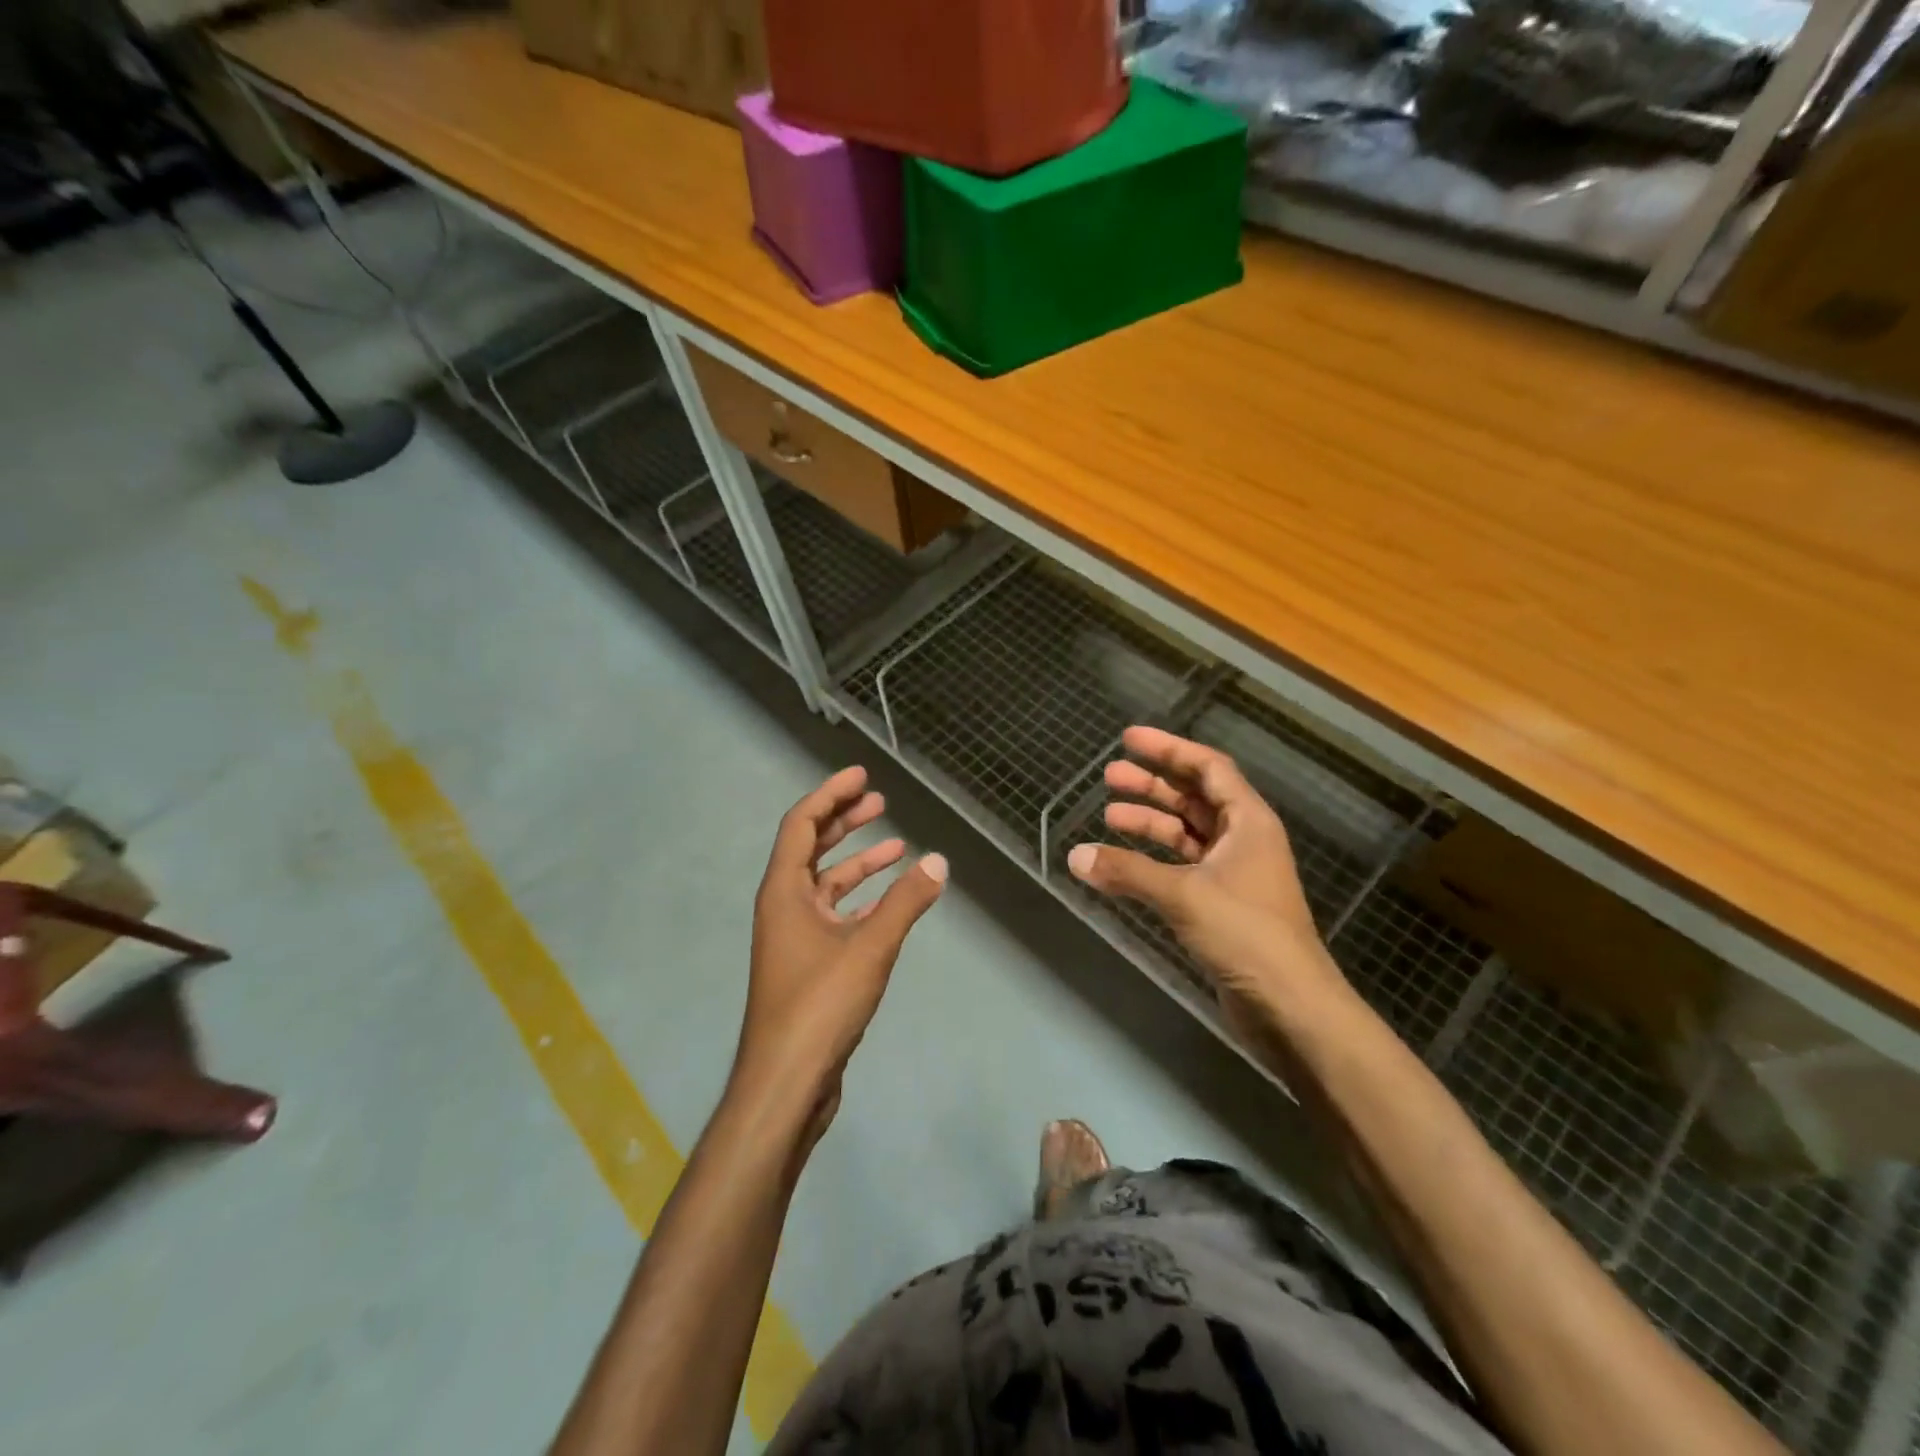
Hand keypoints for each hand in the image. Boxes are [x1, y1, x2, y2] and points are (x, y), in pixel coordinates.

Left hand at [733, 767, 946, 1145]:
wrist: (786, 1083)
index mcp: (784, 892)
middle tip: (880, 800)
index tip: (862, 775)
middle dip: (846, 821)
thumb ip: (906, 902)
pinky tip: (893, 897)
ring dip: (859, 862)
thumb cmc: (819, 1005)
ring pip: (827, 884)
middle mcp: (784, 907)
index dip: (831, 795)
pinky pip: (837, 915)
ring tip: (897, 844)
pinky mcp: (810, 964)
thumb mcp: (869, 948)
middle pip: (813, 848)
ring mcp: (795, 937)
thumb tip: (938, 862)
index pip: (802, 825)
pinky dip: (863, 900)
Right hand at [1067, 726, 1344, 1025]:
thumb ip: (1127, 871)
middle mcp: (1242, 839)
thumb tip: (1075, 856)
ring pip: (1186, 834)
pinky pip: (1181, 867)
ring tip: (1108, 815)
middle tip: (1109, 776)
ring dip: (1150, 823)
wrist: (1291, 1007)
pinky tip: (1122, 863)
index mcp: (1248, 821)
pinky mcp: (1221, 905)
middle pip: (1193, 798)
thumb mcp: (1183, 895)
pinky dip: (1152, 861)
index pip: (1207, 768)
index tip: (1128, 738)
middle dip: (1152, 784)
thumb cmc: (1246, 934)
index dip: (1168, 748)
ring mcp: (1233, 873)